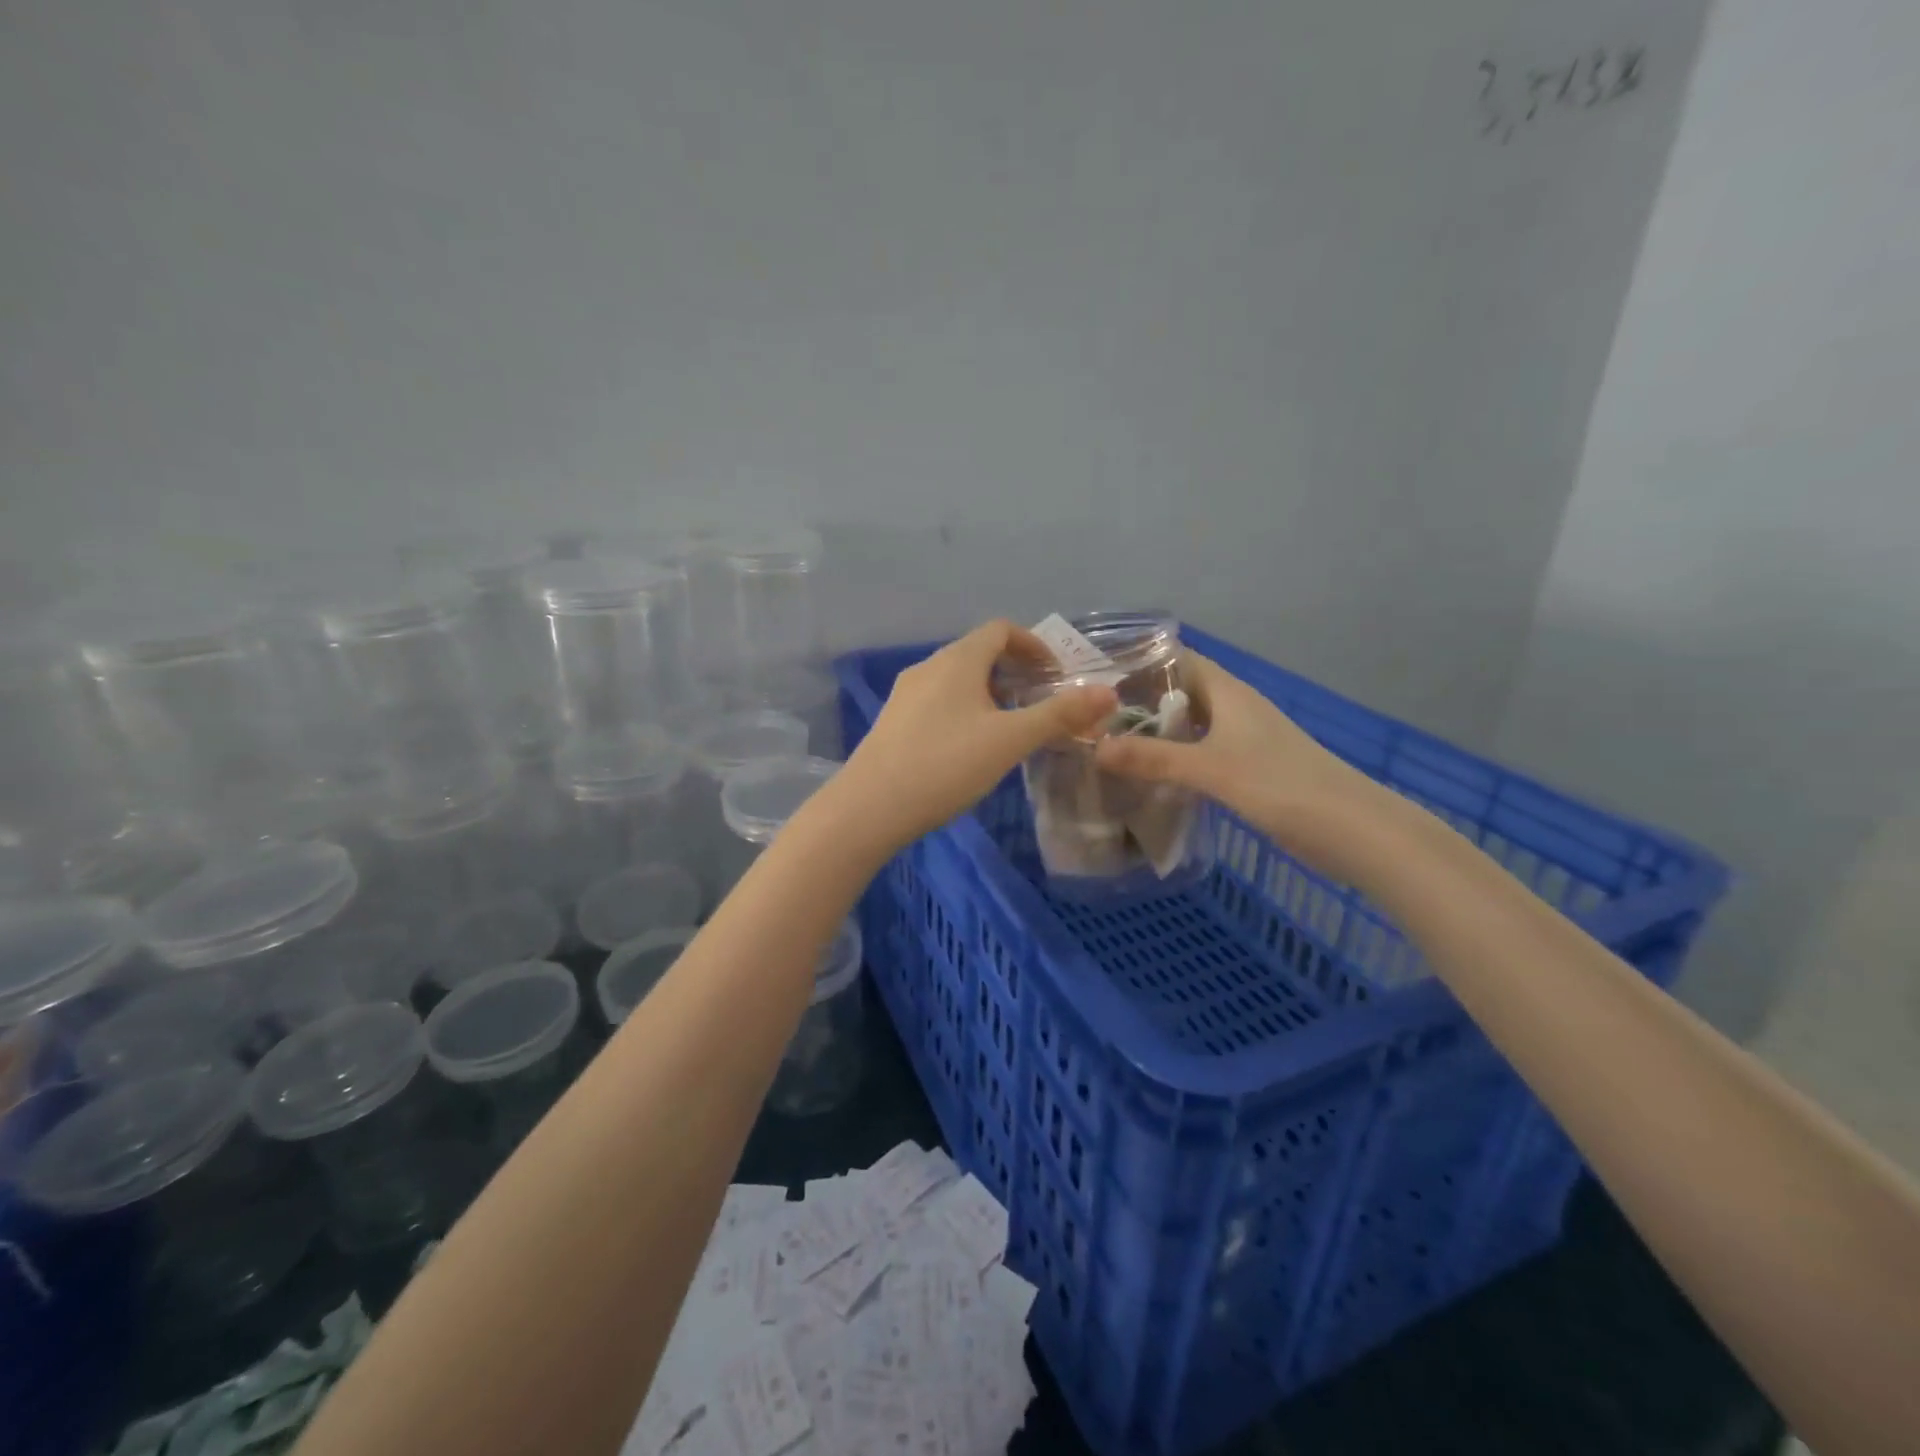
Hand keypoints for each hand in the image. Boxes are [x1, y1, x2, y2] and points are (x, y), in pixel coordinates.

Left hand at [828, 620, 1117, 854]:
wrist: (869, 808)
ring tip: (1010, 728)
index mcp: (957, 660)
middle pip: (978, 653)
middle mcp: (928, 667)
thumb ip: (1059, 715)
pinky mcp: (893, 722)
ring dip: (990, 693)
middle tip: (1039, 703)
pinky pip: (938, 702)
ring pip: (957, 680)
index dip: (1034, 645)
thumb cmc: (945, 765)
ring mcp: (905, 695)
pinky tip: (970, 748)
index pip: (1001, 630)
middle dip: (1014, 672)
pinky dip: (965, 710)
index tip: (1056, 675)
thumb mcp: (1010, 741)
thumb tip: (1108, 693)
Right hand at [1093, 651, 1398, 880]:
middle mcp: (1234, 709)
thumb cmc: (1282, 785)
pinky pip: (1200, 754)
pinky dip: (1174, 759)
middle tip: (1090, 716)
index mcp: (1229, 693)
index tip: (1097, 673)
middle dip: (1139, 701)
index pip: (1179, 660)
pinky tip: (1149, 778)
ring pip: (1189, 726)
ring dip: (1155, 733)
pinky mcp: (1248, 771)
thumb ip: (1154, 758)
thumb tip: (1095, 748)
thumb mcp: (1211, 769)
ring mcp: (1243, 741)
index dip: (1141, 661)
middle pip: (1180, 693)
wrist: (1352, 830)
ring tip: (1107, 744)